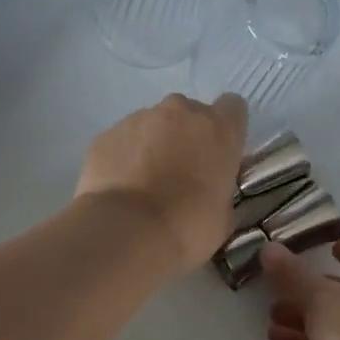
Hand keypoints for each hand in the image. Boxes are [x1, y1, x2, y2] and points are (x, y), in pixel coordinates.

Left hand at [76, 93, 248, 272]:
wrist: (126, 232)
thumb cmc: (187, 226)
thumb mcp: (223, 215)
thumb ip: (219, 188)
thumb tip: (208, 188)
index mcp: (218, 129)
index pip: (232, 108)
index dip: (226, 130)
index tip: (219, 155)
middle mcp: (180, 112)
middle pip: (189, 114)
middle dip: (187, 137)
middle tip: (181, 174)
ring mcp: (139, 119)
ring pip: (153, 125)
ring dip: (154, 146)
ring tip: (145, 185)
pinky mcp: (106, 134)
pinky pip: (123, 140)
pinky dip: (125, 158)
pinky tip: (122, 189)